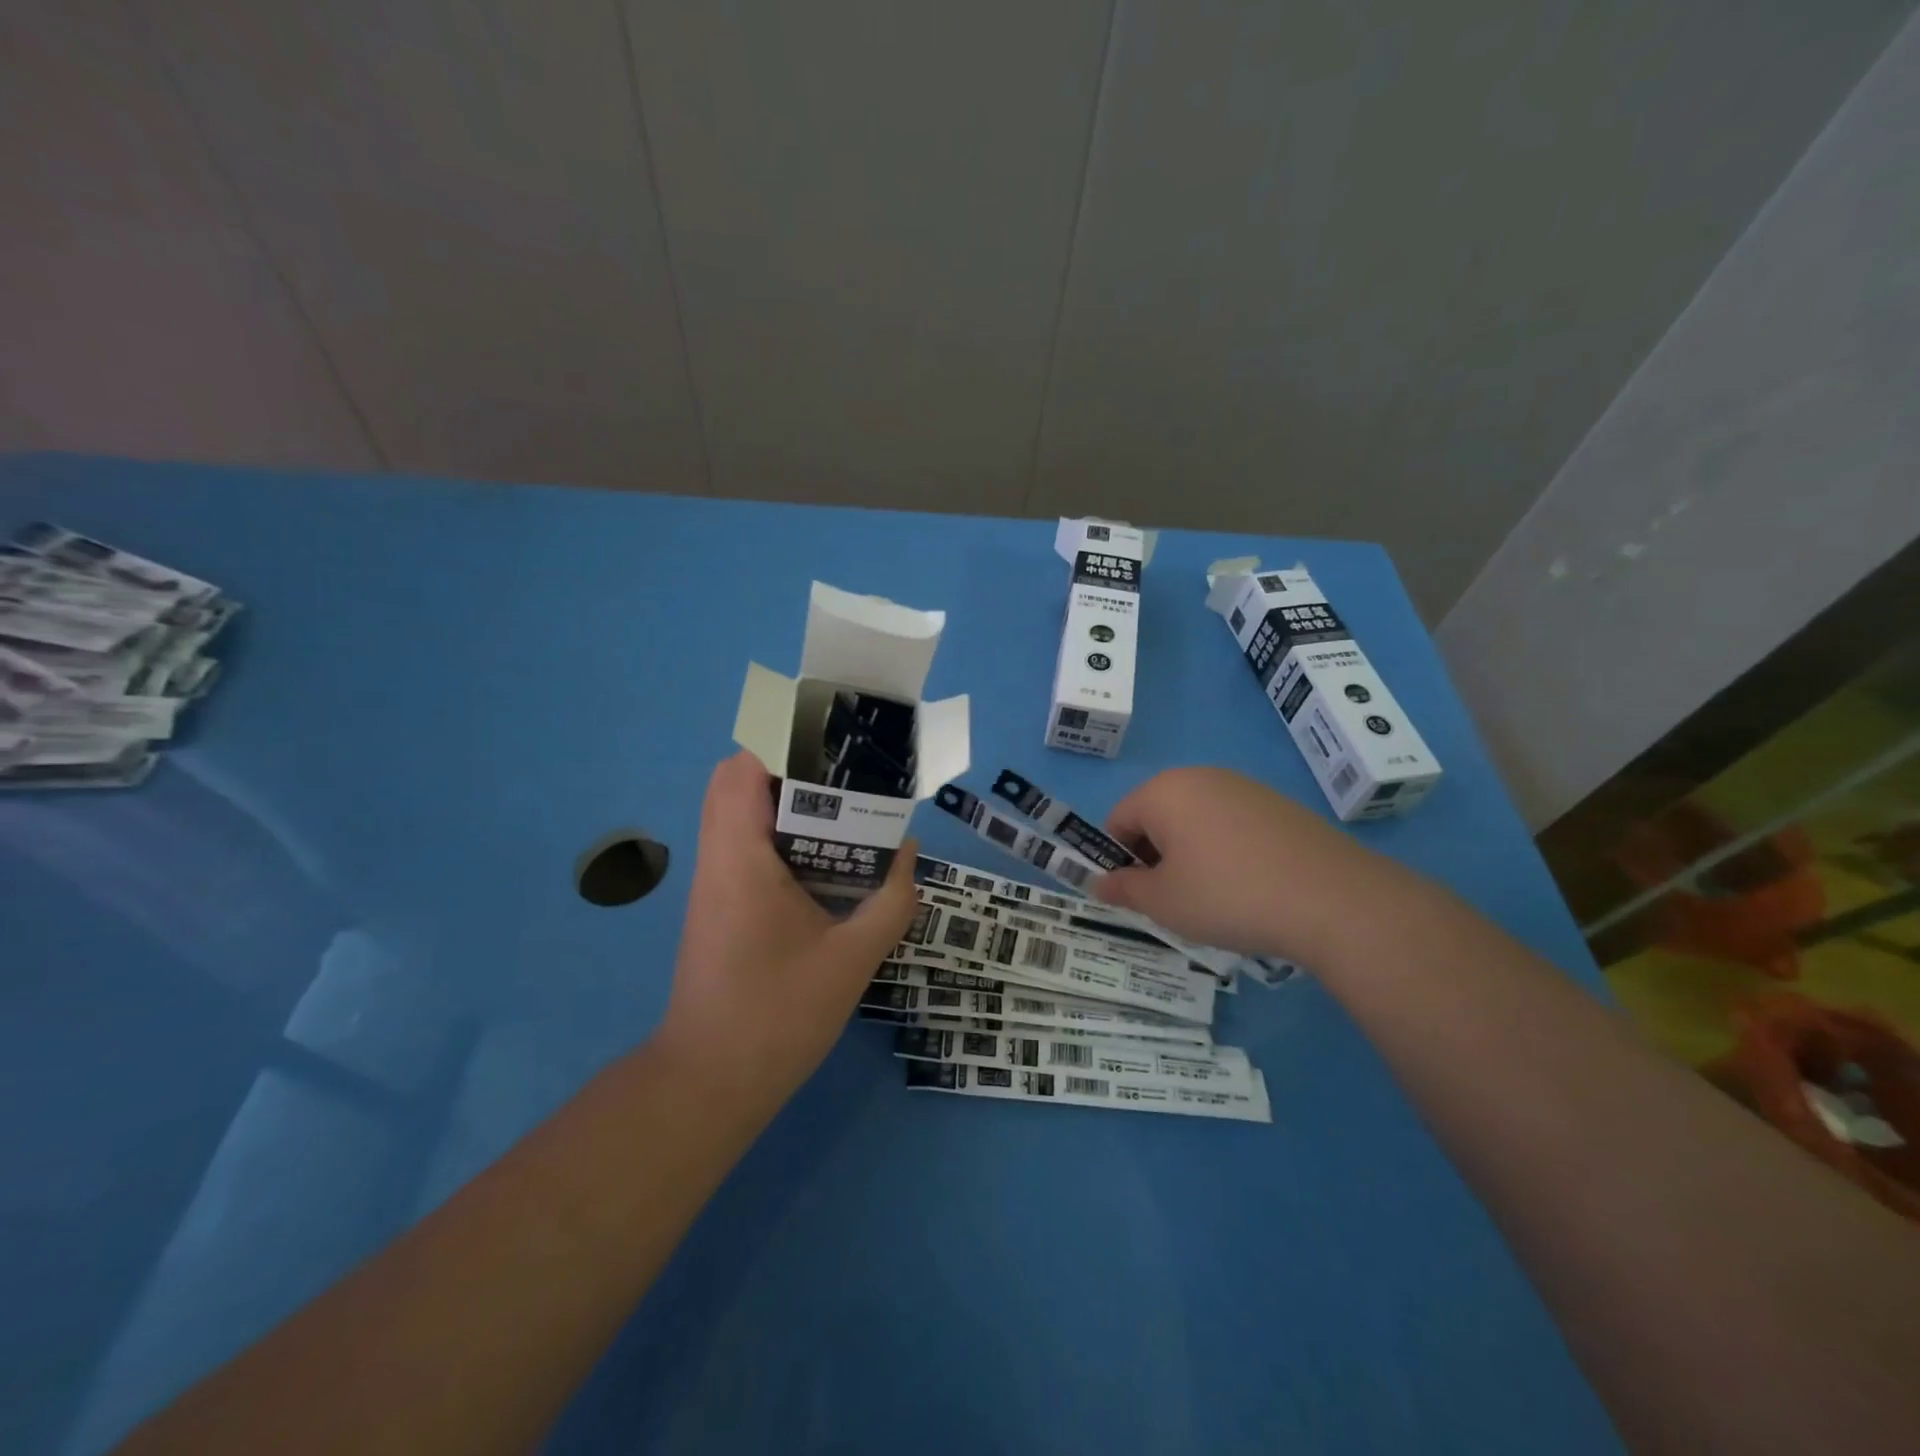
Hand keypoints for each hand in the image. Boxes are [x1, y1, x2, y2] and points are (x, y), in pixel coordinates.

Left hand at [657, 752, 918, 1116]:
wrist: (710, 1083)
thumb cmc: (778, 1017)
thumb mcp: (852, 959)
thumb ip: (890, 901)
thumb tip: (910, 853)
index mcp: (740, 859)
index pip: (740, 770)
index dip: (781, 746)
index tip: (832, 751)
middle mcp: (718, 860)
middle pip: (737, 784)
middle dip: (791, 771)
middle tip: (847, 782)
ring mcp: (714, 884)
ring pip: (739, 815)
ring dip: (787, 805)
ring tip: (846, 814)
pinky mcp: (720, 906)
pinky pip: (745, 847)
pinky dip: (781, 837)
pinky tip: (826, 863)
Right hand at [1094, 767, 1383, 964]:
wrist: (1333, 899)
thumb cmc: (1228, 895)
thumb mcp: (1164, 902)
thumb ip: (1124, 889)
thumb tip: (1099, 884)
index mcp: (1163, 792)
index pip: (1117, 821)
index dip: (1117, 861)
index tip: (1136, 896)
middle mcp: (1200, 777)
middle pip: (1156, 817)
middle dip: (1155, 857)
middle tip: (1174, 900)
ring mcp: (1243, 787)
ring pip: (1195, 821)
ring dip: (1190, 855)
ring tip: (1216, 898)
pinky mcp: (1278, 805)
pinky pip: (1231, 825)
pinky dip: (1226, 852)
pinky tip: (1250, 887)